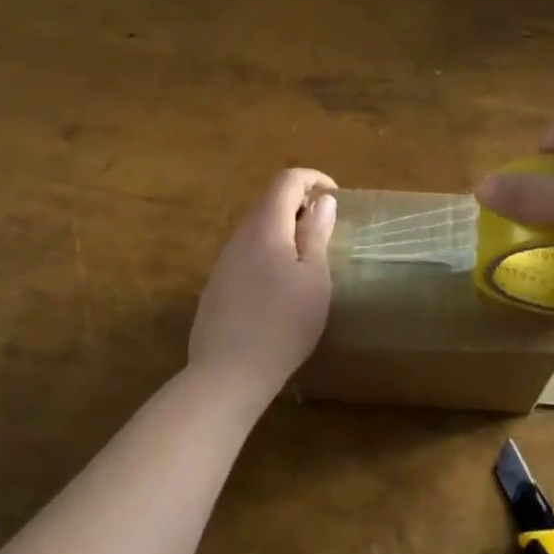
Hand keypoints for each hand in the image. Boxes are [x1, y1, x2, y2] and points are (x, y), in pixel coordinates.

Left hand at [188, 168, 337, 406]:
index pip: (287, 180)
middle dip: (300, 204)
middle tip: (326, 230)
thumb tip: (322, 201)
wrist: (227, 374)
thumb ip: (316, 234)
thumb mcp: (314, 278)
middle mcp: (240, 235)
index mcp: (266, 226)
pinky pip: (247, 252)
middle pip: (270, 201)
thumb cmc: (283, 323)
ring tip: (308, 260)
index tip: (335, 198)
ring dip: (285, 230)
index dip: (313, 179)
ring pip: (258, 228)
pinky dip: (269, 252)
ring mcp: (224, 261)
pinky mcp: (217, 285)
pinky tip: (280, 287)